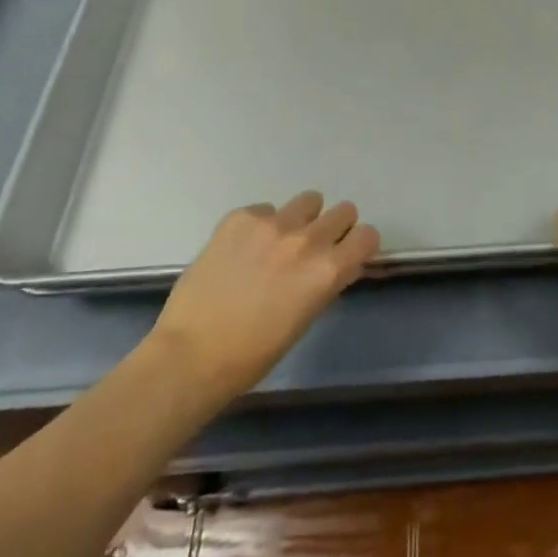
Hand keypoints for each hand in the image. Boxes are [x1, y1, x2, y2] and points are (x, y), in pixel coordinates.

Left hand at [149, 191, 378, 403]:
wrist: (189, 355)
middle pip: (344, 211)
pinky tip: (242, 251)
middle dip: (334, 229)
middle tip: (312, 250)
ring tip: (278, 243)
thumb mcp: (306, 317)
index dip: (359, 245)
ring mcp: (272, 224)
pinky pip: (265, 208)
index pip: (368, 235)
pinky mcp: (240, 218)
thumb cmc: (253, 354)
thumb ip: (327, 281)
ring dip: (302, 219)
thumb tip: (339, 262)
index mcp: (328, 270)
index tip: (347, 254)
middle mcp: (307, 240)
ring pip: (309, 201)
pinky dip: (261, 225)